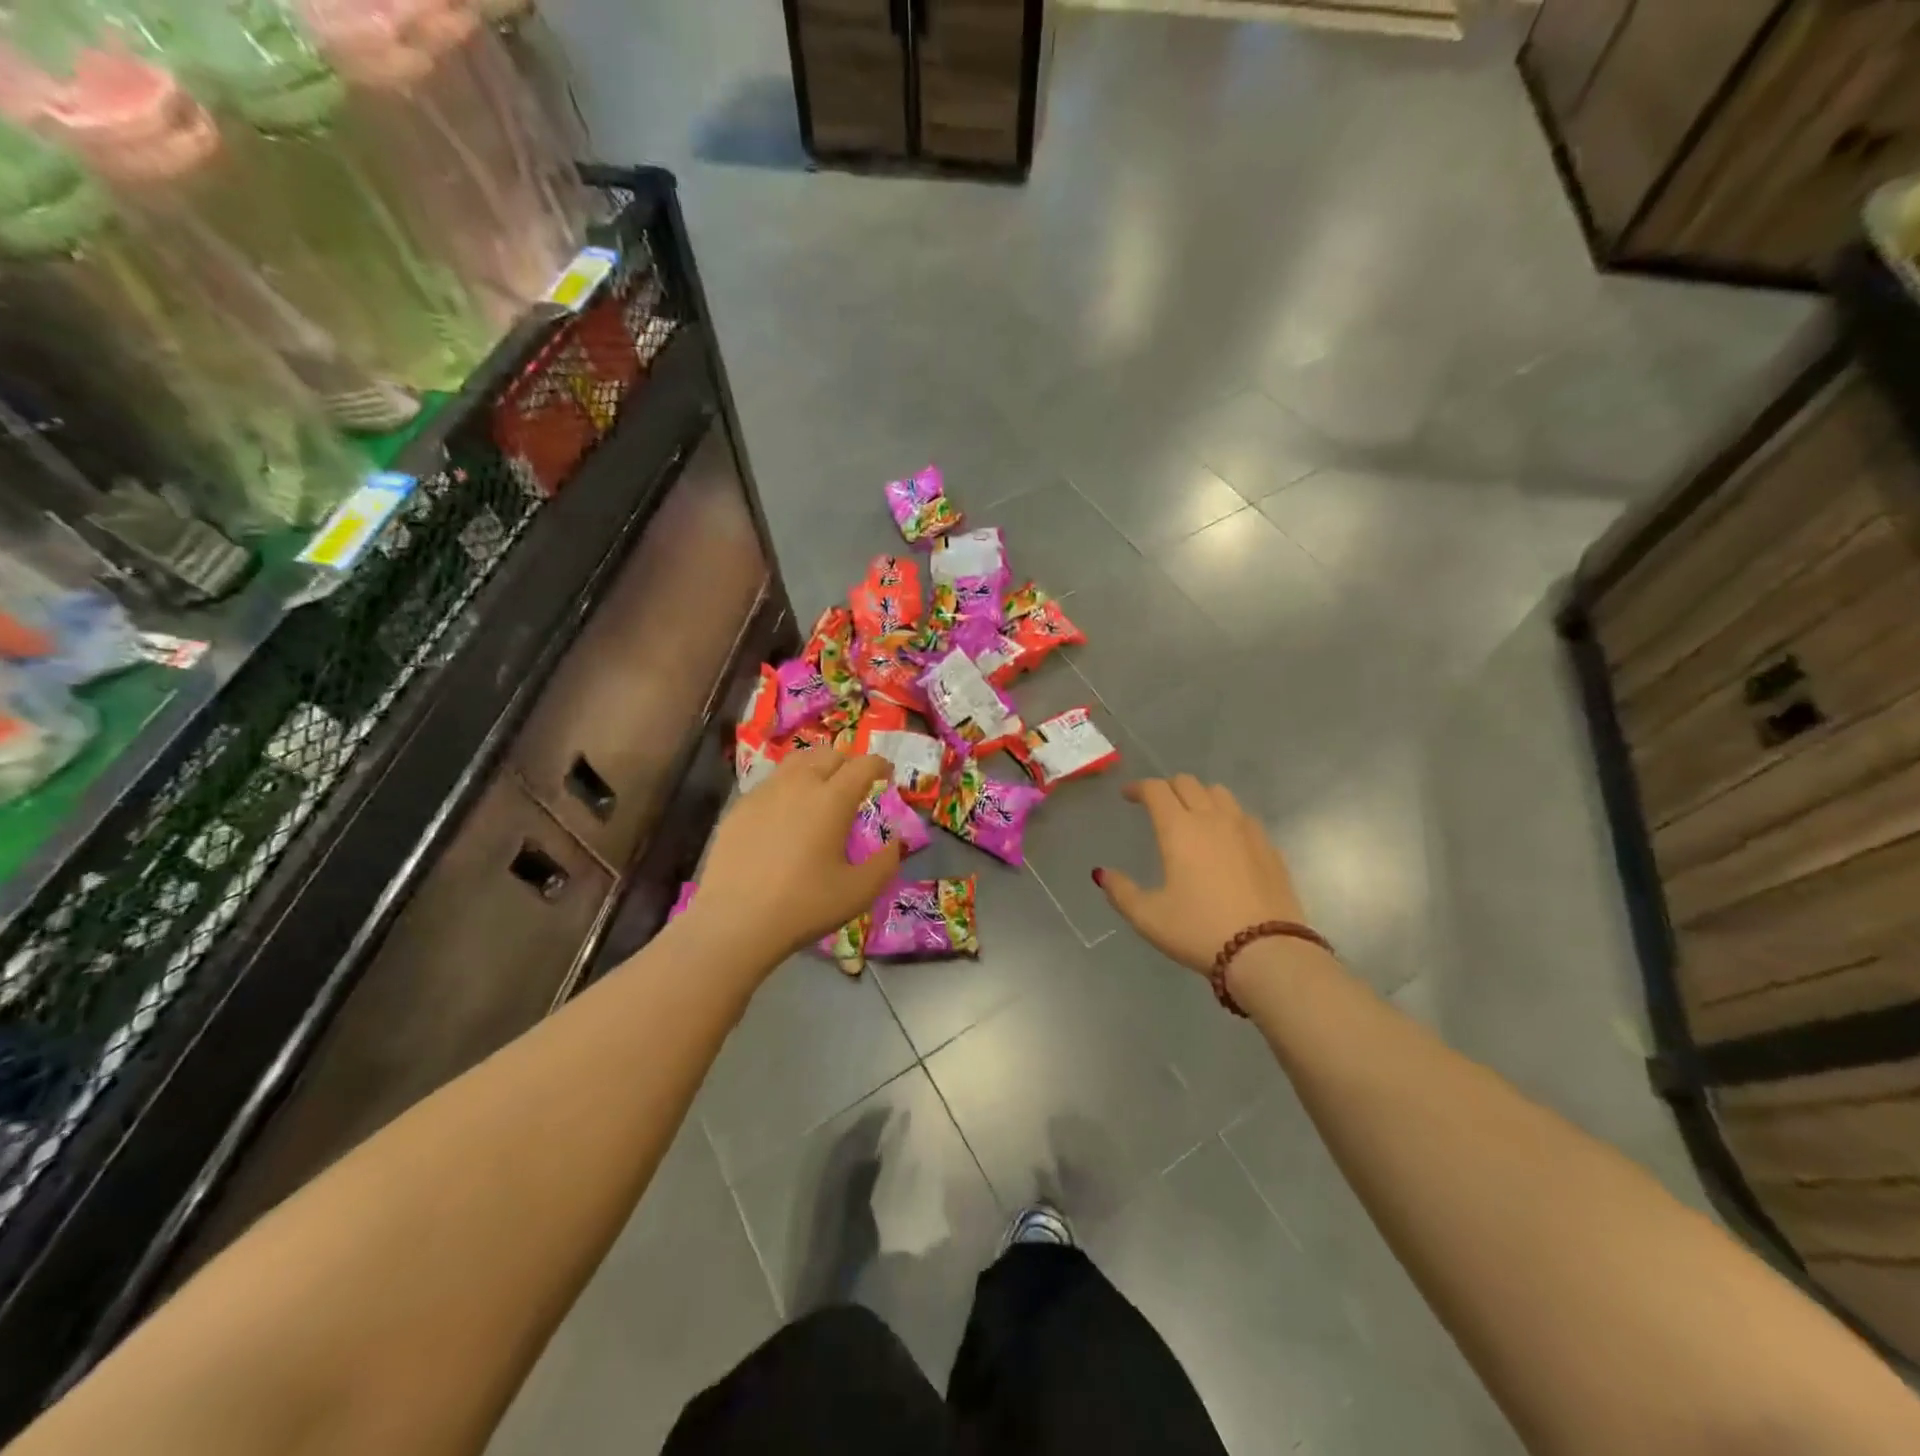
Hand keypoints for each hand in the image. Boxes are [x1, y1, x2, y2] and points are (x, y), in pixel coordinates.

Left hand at [686, 750, 901, 966]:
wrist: (735, 921)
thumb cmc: (804, 905)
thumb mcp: (860, 891)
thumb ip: (886, 863)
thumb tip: (896, 843)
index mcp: (833, 799)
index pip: (863, 765)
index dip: (880, 764)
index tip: (887, 774)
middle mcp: (799, 784)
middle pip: (828, 754)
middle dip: (848, 763)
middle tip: (855, 784)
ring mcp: (764, 793)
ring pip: (796, 762)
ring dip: (816, 768)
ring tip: (821, 791)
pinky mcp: (739, 808)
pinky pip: (771, 783)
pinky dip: (788, 787)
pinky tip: (786, 815)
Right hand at [1096, 775, 1307, 975]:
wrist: (1267, 952)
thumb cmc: (1199, 930)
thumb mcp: (1148, 917)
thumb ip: (1121, 891)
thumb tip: (1102, 874)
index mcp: (1178, 828)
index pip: (1156, 789)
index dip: (1138, 787)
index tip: (1128, 796)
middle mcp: (1212, 819)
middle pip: (1188, 783)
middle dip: (1167, 788)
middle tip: (1156, 805)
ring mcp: (1246, 830)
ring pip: (1219, 793)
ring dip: (1200, 796)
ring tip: (1192, 815)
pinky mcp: (1269, 847)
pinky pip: (1243, 816)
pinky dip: (1226, 816)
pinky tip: (1224, 839)